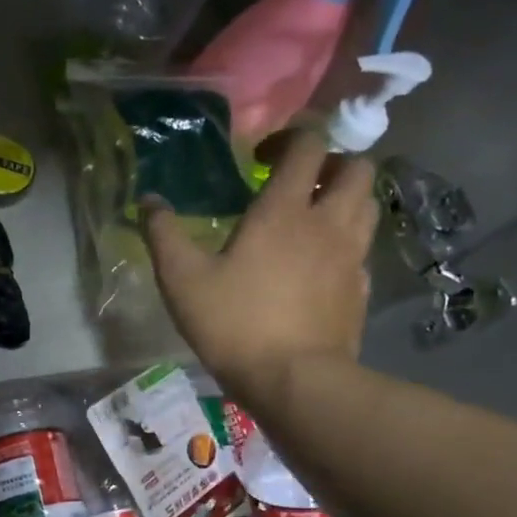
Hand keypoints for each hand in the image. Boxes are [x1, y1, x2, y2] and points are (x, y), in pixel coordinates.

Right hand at [143, 131, 378, 405]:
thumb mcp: (181, 278)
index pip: (309, 145)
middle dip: (331, 163)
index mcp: (284, 210)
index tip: (262, 155)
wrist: (294, 380)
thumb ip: (163, 234)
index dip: (291, 136)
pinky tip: (321, 263)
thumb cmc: (234, 322)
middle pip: (356, 167)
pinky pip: (364, 248)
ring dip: (345, 198)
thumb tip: (148, 201)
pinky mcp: (362, 288)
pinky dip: (347, 241)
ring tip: (312, 216)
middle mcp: (328, 223)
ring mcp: (352, 256)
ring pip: (368, 204)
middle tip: (298, 182)